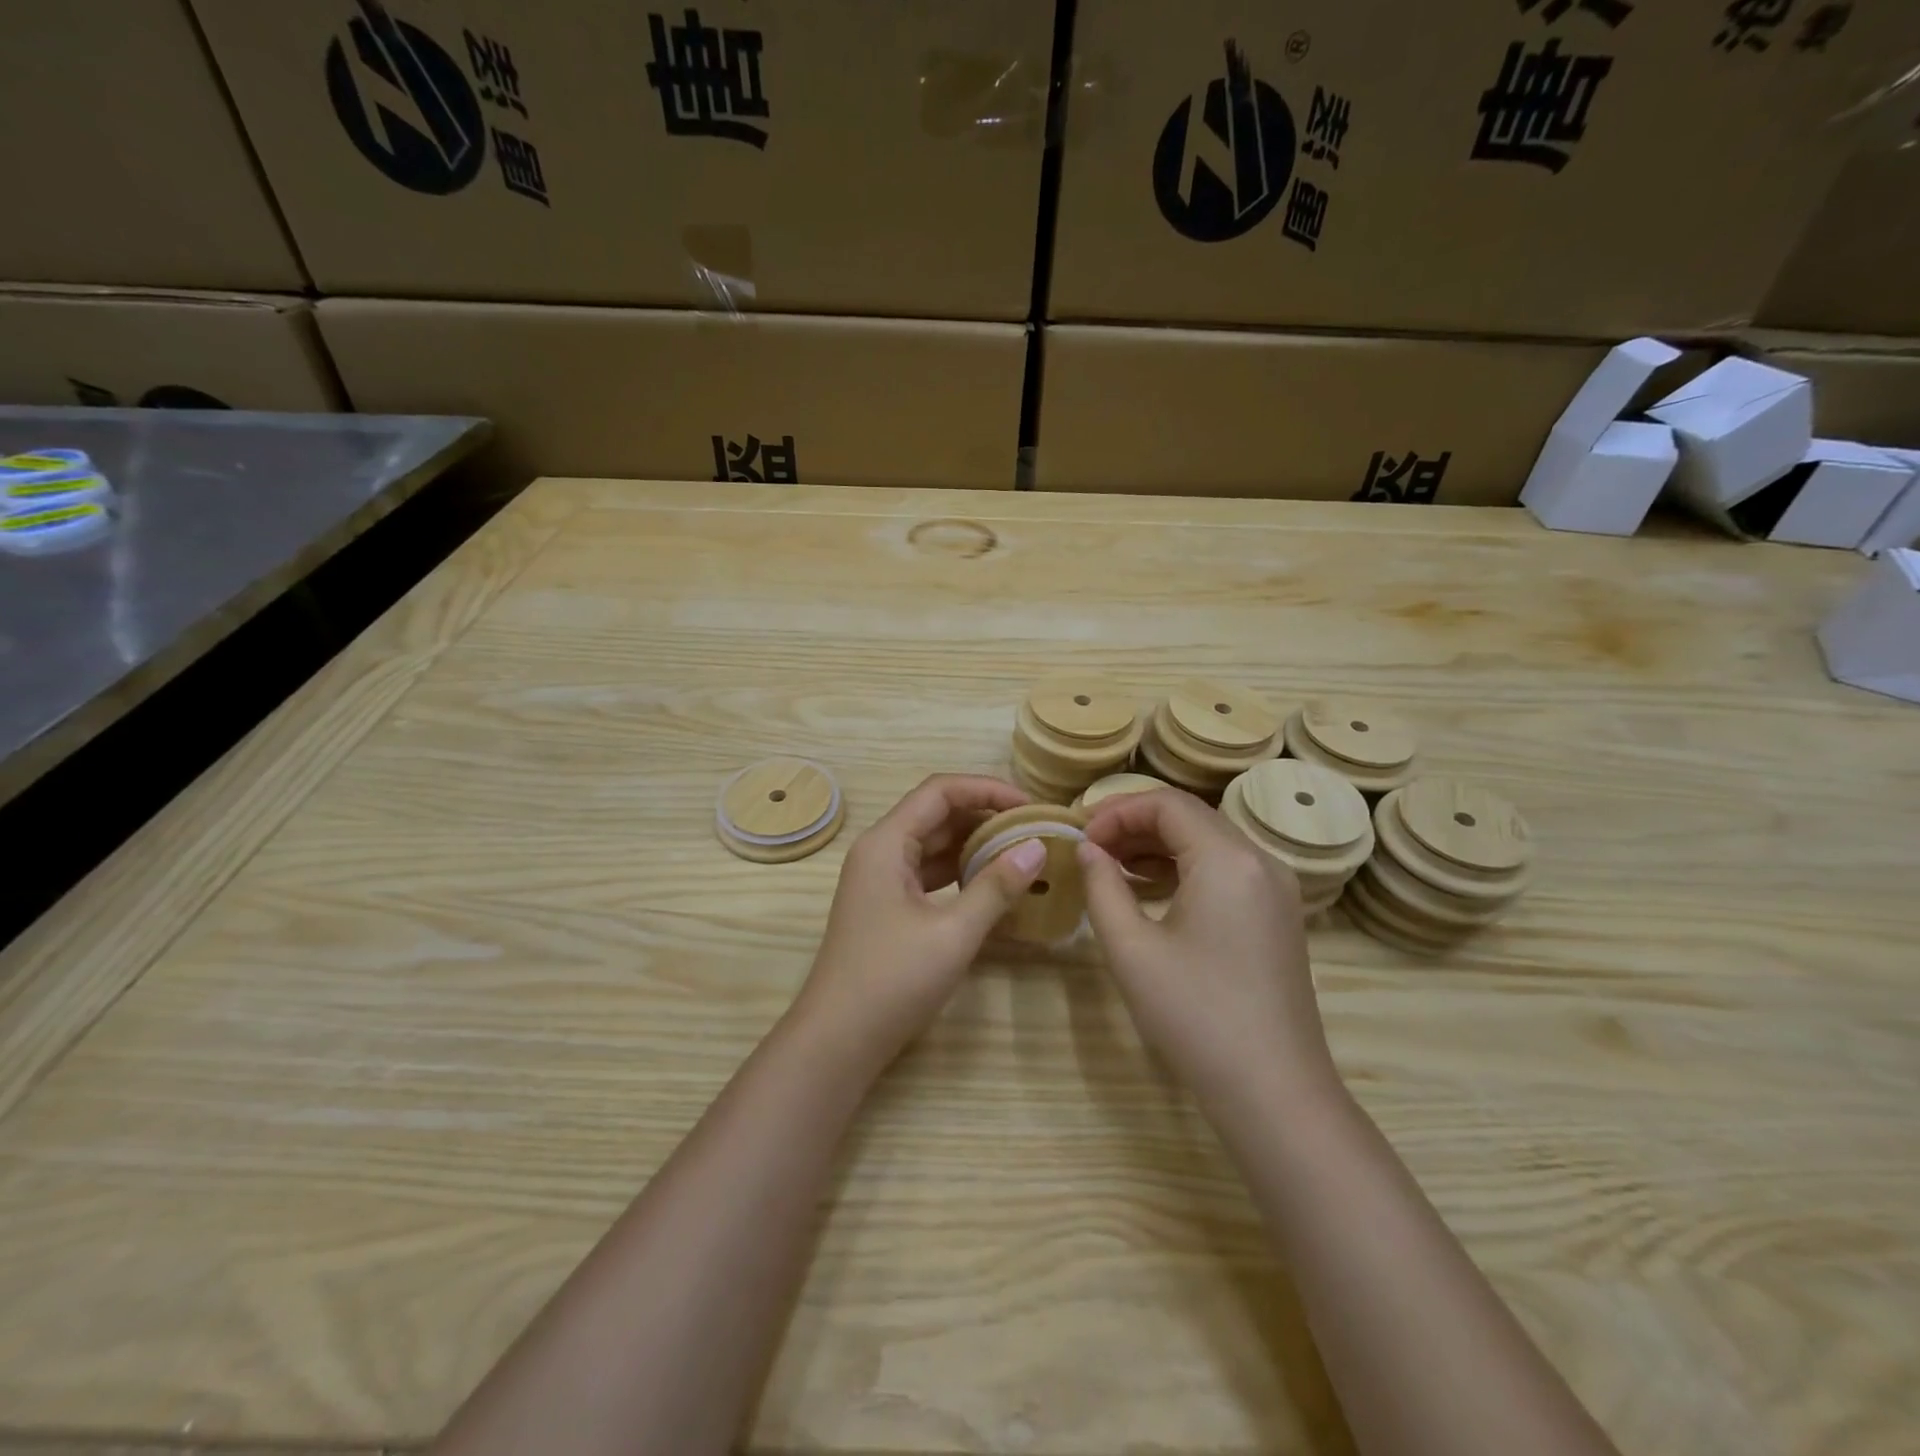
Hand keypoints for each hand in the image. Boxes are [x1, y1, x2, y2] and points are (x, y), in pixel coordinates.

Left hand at [792, 774, 1046, 1070]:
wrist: (837, 1041)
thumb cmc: (892, 980)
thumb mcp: (953, 932)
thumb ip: (996, 886)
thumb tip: (1037, 847)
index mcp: (886, 843)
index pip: (941, 791)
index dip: (987, 789)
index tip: (1030, 806)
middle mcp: (880, 851)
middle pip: (937, 814)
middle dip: (986, 816)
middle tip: (1034, 829)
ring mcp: (882, 880)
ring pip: (934, 845)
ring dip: (975, 845)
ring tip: (1023, 853)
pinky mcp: (888, 907)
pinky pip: (929, 874)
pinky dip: (962, 873)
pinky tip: (994, 885)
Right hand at [1077, 789, 1337, 1108]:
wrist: (1274, 1092)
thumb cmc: (1195, 1016)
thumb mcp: (1131, 949)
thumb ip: (1102, 887)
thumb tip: (1087, 850)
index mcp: (1228, 859)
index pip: (1166, 804)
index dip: (1116, 811)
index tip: (1080, 838)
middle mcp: (1260, 861)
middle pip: (1190, 816)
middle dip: (1134, 824)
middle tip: (1090, 849)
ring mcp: (1276, 888)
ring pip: (1208, 841)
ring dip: (1158, 845)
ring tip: (1112, 868)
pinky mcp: (1278, 914)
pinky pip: (1226, 869)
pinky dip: (1185, 868)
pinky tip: (1150, 890)